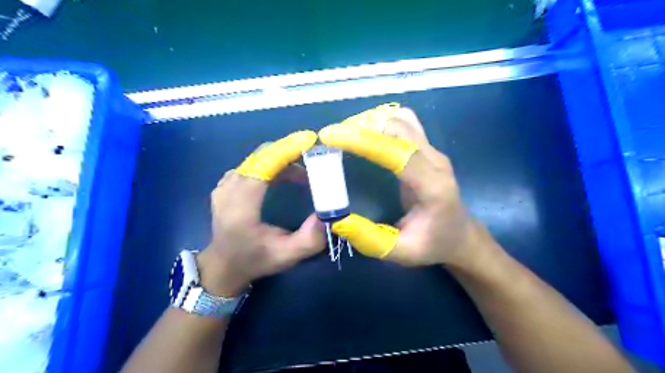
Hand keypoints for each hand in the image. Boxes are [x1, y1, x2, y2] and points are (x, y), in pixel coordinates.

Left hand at [197, 131, 324, 296]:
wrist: (224, 264)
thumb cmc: (255, 260)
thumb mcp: (287, 256)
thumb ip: (310, 239)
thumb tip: (328, 214)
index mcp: (240, 207)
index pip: (262, 167)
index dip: (286, 150)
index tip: (310, 141)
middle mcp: (229, 189)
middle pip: (262, 156)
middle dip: (290, 151)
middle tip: (316, 159)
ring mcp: (225, 183)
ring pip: (258, 157)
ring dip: (284, 158)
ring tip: (305, 175)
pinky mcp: (228, 182)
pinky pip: (254, 163)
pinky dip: (274, 162)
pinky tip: (287, 176)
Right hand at [317, 105, 492, 267]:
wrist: (459, 236)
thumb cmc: (432, 246)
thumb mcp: (401, 253)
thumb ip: (369, 239)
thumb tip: (336, 219)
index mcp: (433, 187)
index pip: (398, 153)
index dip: (363, 141)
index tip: (330, 137)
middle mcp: (436, 162)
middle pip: (399, 128)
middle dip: (362, 127)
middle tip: (332, 137)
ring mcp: (434, 152)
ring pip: (402, 120)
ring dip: (371, 121)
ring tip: (344, 133)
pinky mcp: (427, 149)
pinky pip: (405, 124)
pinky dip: (381, 123)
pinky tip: (365, 134)